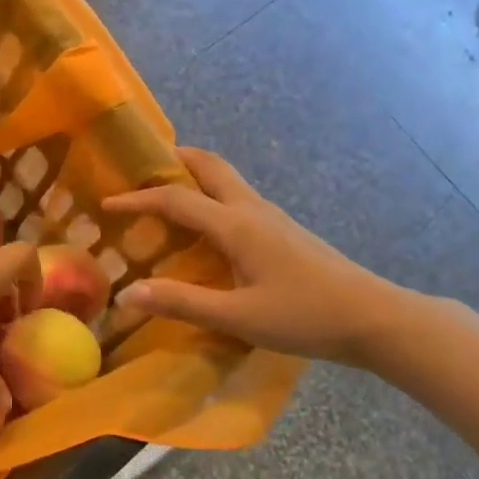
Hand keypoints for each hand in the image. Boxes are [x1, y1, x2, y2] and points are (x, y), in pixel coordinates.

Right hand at [103, 147, 417, 365]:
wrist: (373, 318)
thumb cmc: (304, 317)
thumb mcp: (237, 317)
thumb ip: (181, 303)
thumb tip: (127, 293)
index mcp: (236, 225)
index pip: (176, 198)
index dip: (137, 199)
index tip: (105, 203)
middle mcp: (253, 210)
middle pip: (210, 166)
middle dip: (174, 160)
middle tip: (142, 169)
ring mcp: (273, 218)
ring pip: (227, 181)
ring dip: (194, 178)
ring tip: (165, 196)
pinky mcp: (284, 232)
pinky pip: (238, 200)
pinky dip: (211, 199)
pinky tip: (206, 231)